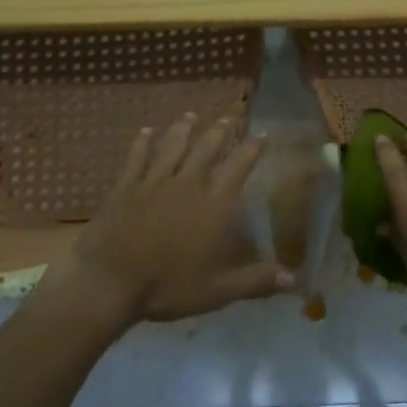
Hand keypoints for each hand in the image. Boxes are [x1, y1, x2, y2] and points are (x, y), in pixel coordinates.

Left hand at [41, 114, 293, 327]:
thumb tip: (296, 280)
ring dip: (183, 129)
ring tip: (191, 116)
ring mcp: (154, 182)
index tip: (262, 134)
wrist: (111, 282)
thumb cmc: (169, 287)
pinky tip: (146, 131)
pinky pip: (137, 156)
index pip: (239, 169)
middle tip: (227, 119)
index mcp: (214, 206)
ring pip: (173, 146)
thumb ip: (257, 281)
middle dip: (219, 132)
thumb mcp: (219, 291)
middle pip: (206, 149)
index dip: (252, 150)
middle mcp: (188, 184)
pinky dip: (143, 142)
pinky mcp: (126, 186)